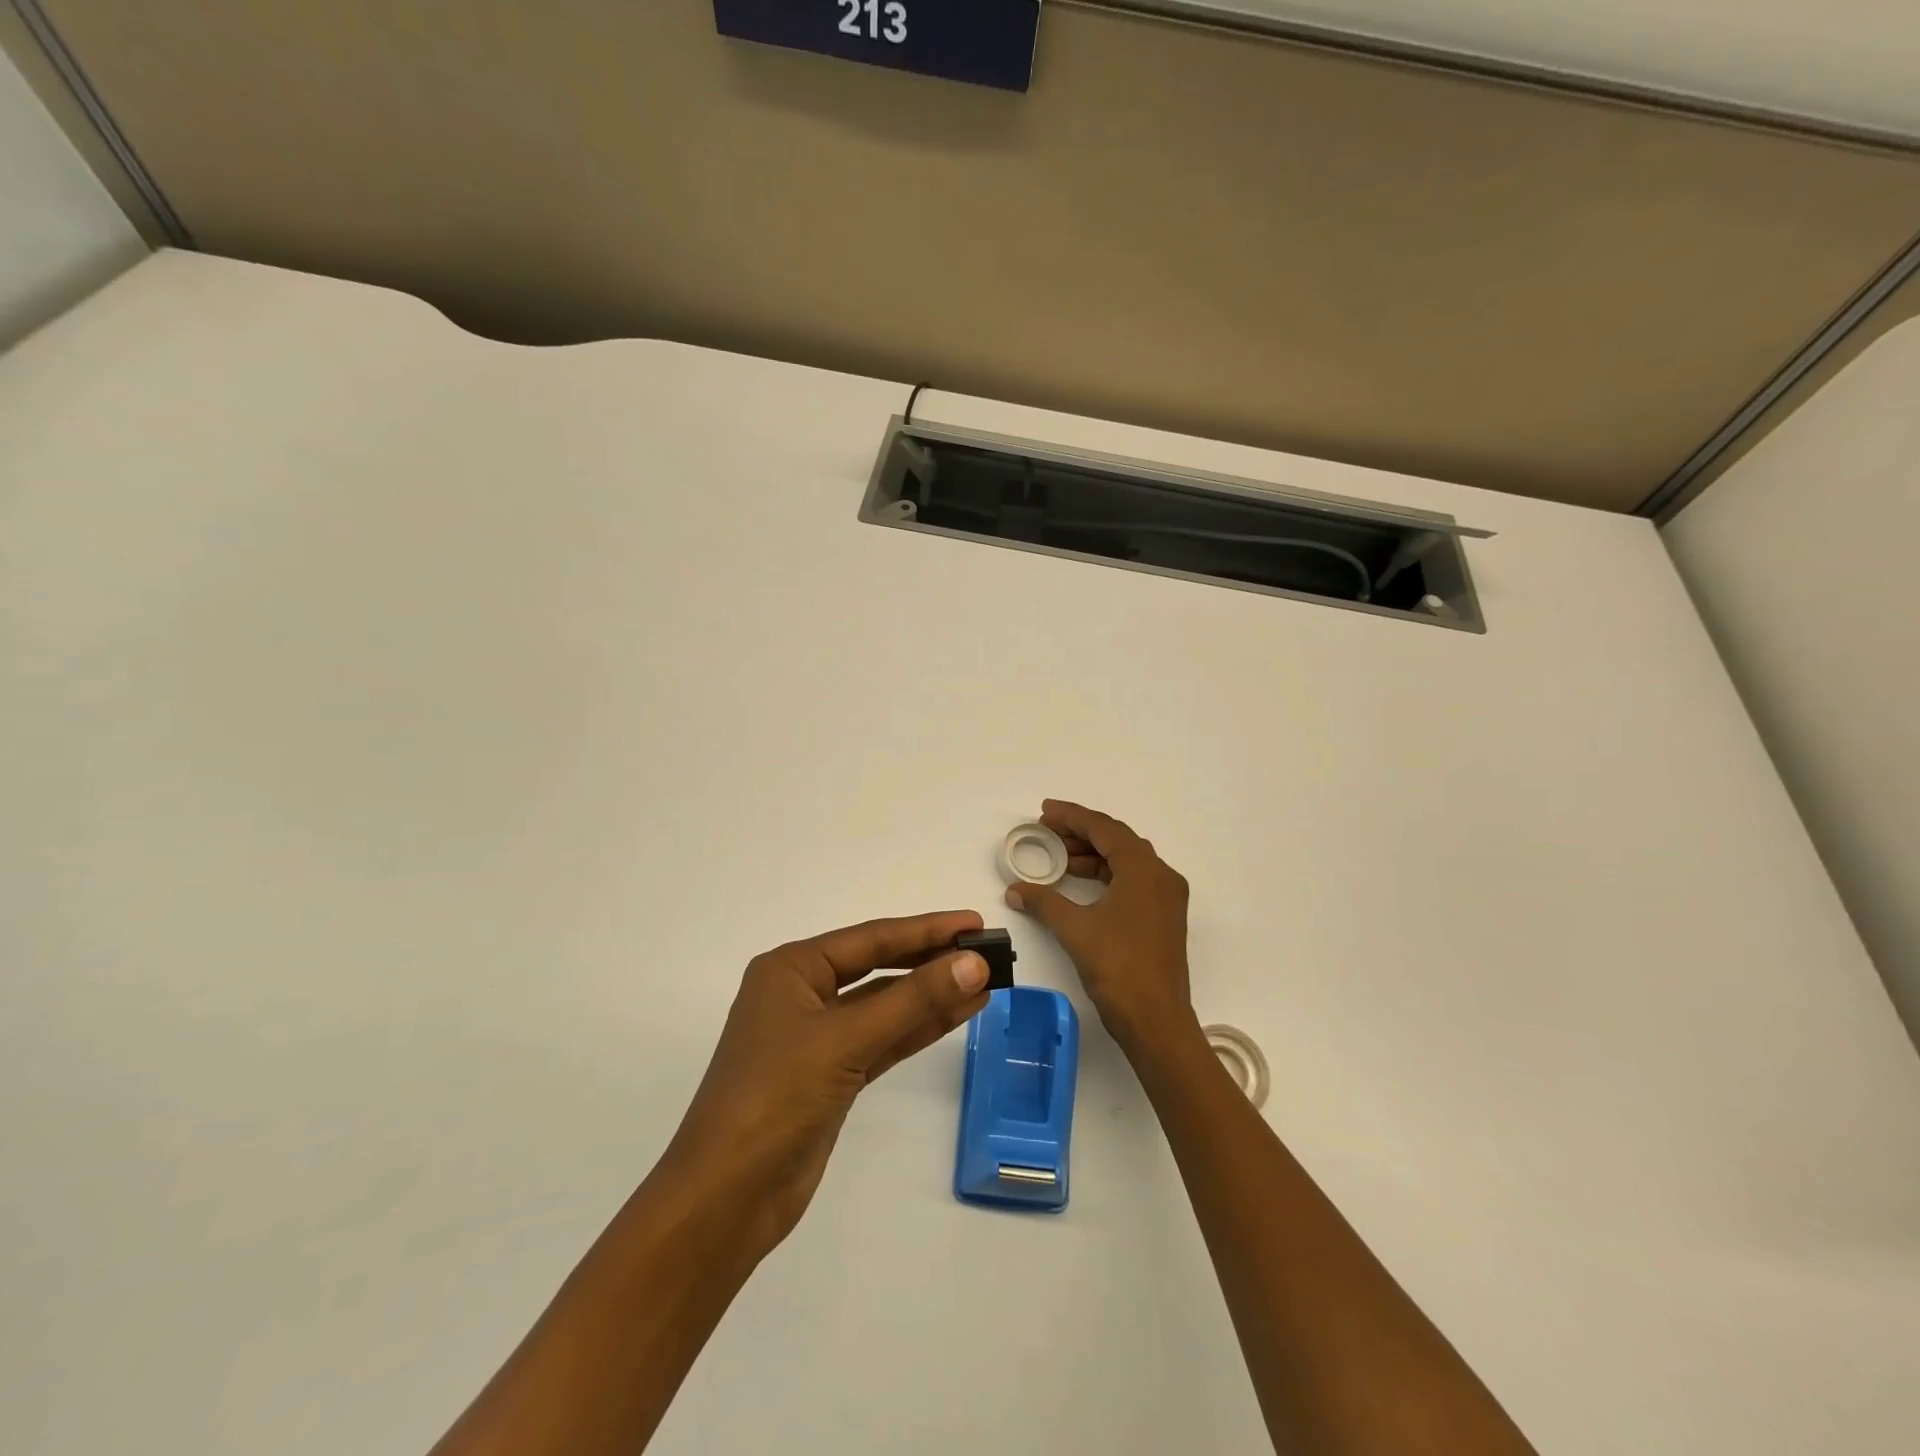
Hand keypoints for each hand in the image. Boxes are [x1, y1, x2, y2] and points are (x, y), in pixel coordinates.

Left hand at [660, 911, 990, 1257]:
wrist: (727, 1197)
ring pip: (886, 1005)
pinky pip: (884, 1038)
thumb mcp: (845, 1040)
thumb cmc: (776, 1097)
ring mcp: (818, 1037)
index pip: (871, 938)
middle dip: (931, 959)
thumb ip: (912, 1001)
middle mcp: (803, 993)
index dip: (926, 929)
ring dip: (932, 995)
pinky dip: (919, 1027)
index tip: (973, 922)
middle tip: (986, 951)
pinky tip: (958, 1013)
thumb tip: (973, 965)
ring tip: (985, 981)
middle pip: (879, 967)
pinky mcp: (833, 1075)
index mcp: (792, 969)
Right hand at [1004, 800, 1194, 1055]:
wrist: (1156, 1021)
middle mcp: (1161, 876)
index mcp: (1144, 870)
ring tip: (1058, 858)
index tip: (1044, 812)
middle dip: (1081, 833)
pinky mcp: (1164, 917)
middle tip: (1047, 832)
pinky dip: (1106, 875)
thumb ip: (1043, 901)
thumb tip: (1015, 888)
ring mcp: (1166, 897)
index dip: (1072, 816)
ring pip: (1126, 861)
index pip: (1104, 828)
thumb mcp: (1075, 929)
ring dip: (1093, 855)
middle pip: (1118, 840)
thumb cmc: (1117, 968)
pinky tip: (1080, 883)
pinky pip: (1133, 880)